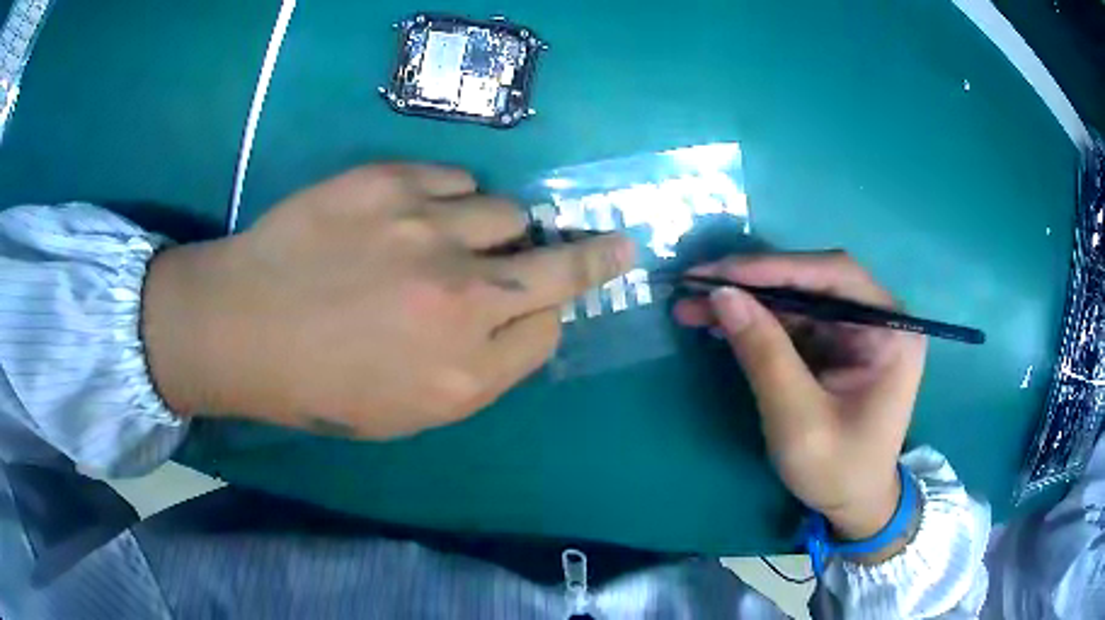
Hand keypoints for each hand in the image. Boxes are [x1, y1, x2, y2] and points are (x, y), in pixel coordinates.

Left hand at [142, 164, 634, 437]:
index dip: (549, 314)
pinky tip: (415, 212)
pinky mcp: (390, 182)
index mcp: (463, 374)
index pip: (550, 328)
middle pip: (561, 266)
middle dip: (599, 256)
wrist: (240, 327)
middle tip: (621, 242)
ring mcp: (426, 231)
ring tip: (451, 235)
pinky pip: (457, 179)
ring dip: (495, 227)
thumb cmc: (319, 387)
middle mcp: (461, 299)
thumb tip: (525, 319)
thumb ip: (479, 371)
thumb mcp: (406, 412)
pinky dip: (450, 196)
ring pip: (508, 212)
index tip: (548, 301)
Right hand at [673, 252, 925, 542]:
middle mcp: (877, 318)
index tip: (718, 273)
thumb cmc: (839, 470)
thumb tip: (722, 295)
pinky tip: (720, 325)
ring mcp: (856, 330)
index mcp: (889, 330)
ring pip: (797, 298)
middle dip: (753, 283)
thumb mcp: (799, 421)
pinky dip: (756, 322)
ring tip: (693, 306)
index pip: (833, 275)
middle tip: (695, 285)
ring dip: (747, 301)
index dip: (774, 268)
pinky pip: (794, 321)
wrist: (855, 505)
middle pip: (812, 280)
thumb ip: (765, 355)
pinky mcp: (836, 345)